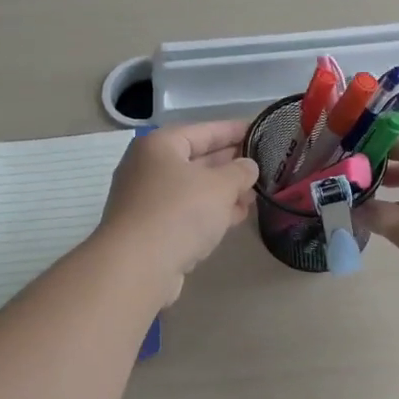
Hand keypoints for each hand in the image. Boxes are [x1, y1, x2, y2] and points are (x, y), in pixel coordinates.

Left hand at [99, 122, 258, 305]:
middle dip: (230, 164)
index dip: (234, 130)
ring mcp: (147, 200)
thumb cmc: (179, 213)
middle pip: (197, 159)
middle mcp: (148, 168)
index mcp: (160, 146)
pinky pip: (187, 212)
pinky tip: (235, 217)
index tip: (260, 131)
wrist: (136, 267)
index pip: (204, 130)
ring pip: (193, 189)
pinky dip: (210, 212)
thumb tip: (248, 167)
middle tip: (262, 165)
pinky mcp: (151, 229)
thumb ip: (240, 172)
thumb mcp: (220, 186)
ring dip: (224, 192)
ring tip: (254, 195)